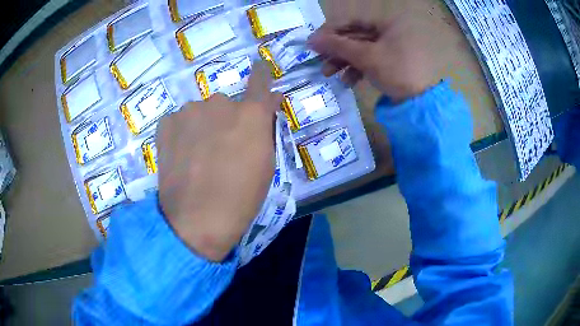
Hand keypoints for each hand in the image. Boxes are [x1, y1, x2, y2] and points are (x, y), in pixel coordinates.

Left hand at [157, 63, 281, 261]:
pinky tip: (181, 155)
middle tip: (220, 148)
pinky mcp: (167, 123)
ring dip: (202, 127)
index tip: (258, 67)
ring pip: (200, 113)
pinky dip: (182, 133)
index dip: (260, 74)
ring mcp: (190, 111)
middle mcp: (220, 103)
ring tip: (197, 156)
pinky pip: (179, 121)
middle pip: (225, 104)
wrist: (198, 219)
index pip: (259, 81)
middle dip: (225, 120)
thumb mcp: (265, 163)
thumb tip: (272, 99)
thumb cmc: (242, 198)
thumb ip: (267, 127)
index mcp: (250, 114)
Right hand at [308, 15, 442, 102]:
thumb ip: (338, 46)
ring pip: (361, 51)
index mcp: (388, 24)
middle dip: (337, 51)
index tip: (314, 43)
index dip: (331, 31)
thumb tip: (310, 39)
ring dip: (344, 62)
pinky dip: (358, 70)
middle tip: (320, 61)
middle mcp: (390, 32)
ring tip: (328, 74)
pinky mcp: (392, 64)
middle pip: (356, 38)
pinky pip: (370, 62)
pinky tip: (348, 82)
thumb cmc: (396, 72)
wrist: (420, 104)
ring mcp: (392, 49)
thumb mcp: (366, 57)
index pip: (352, 22)